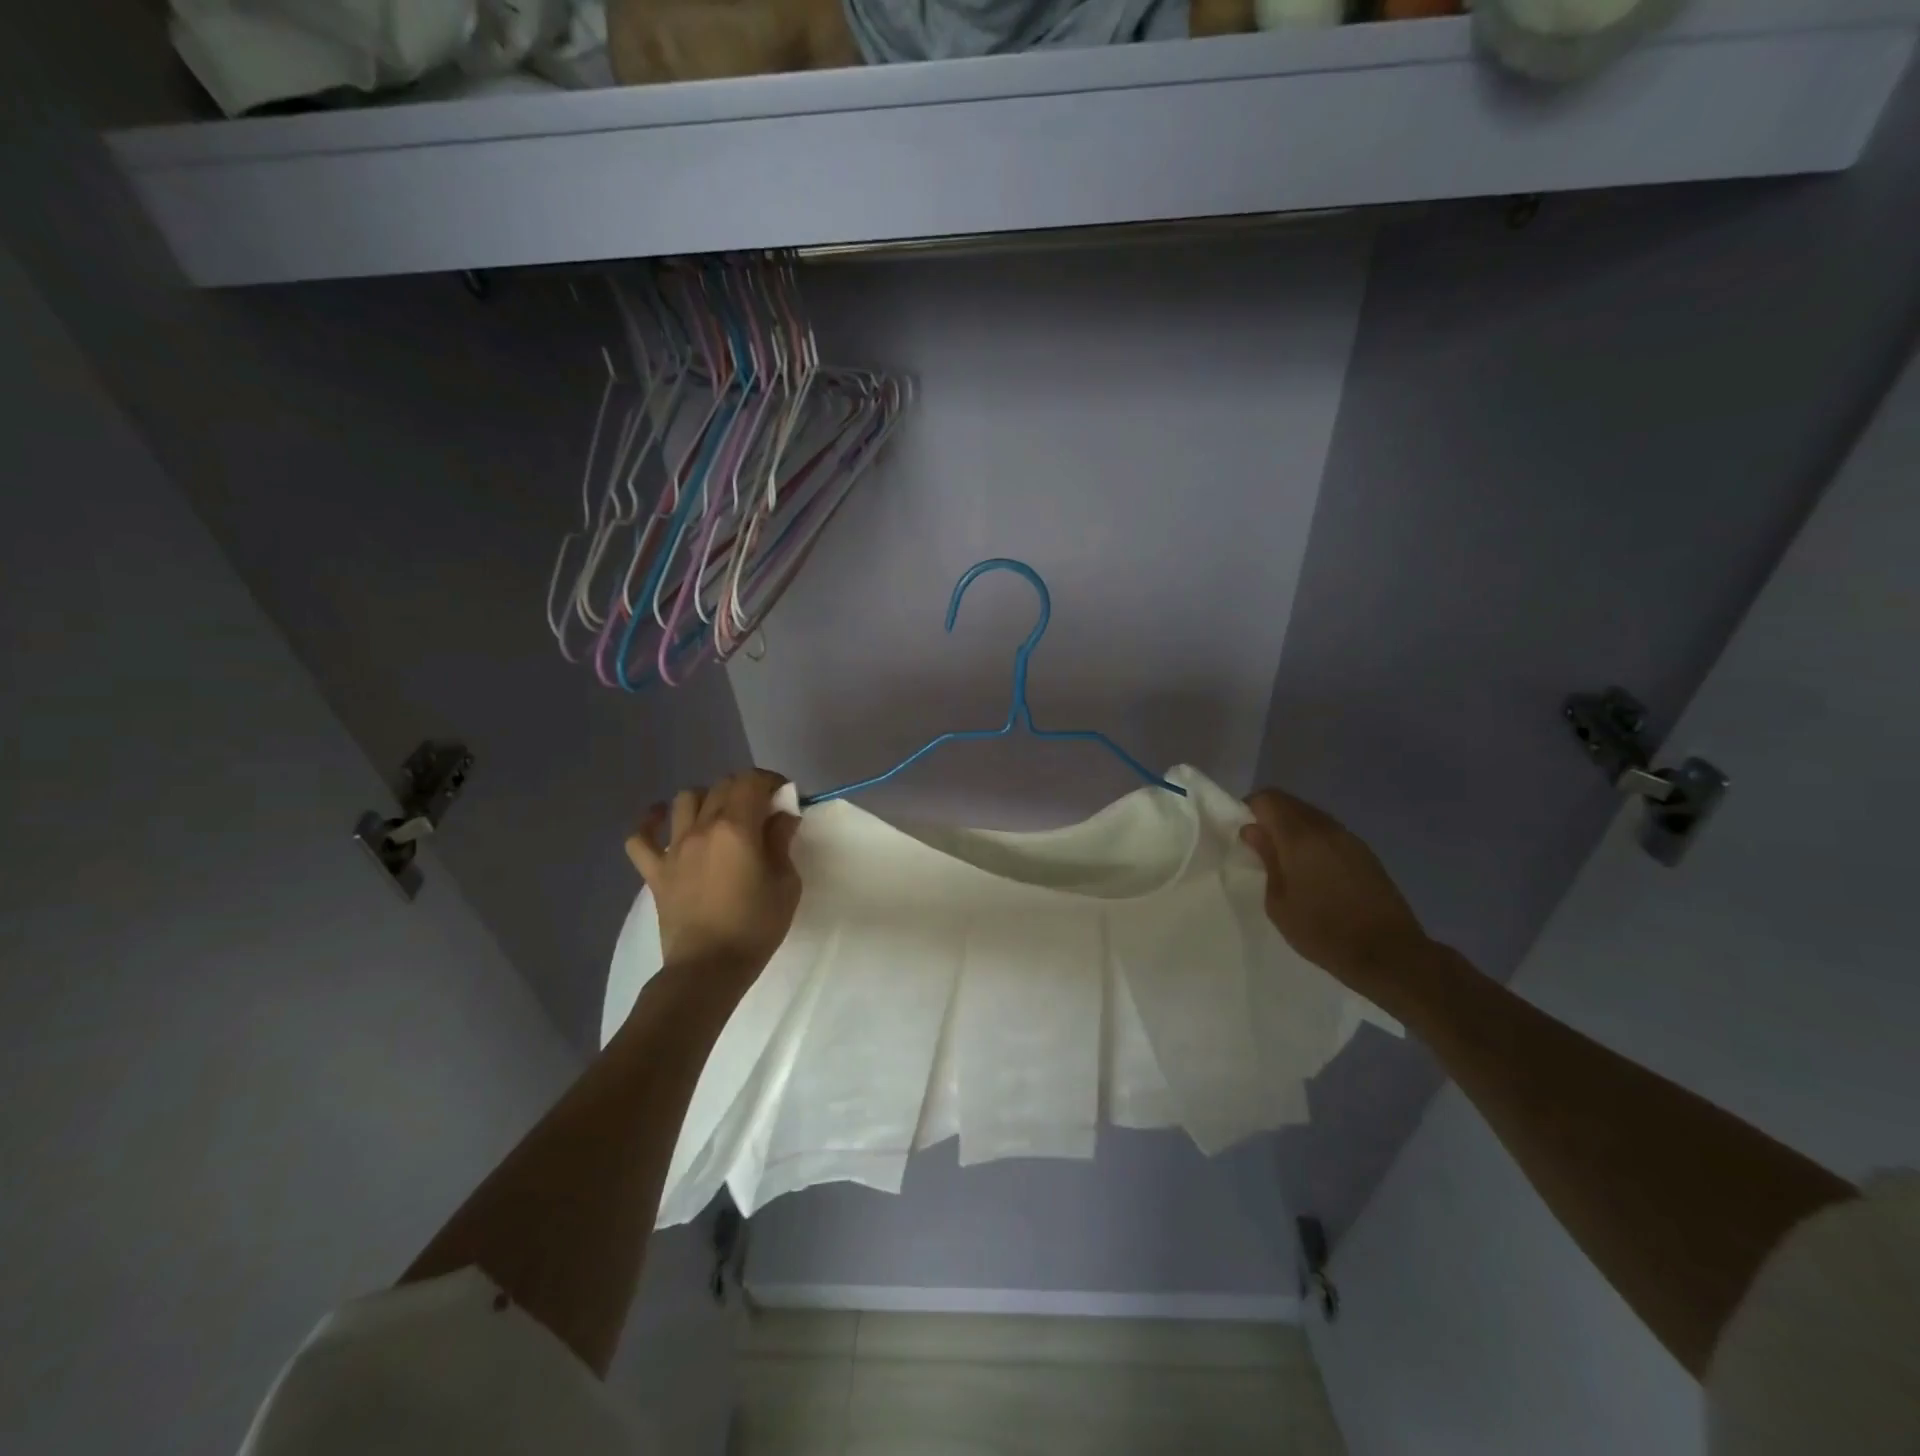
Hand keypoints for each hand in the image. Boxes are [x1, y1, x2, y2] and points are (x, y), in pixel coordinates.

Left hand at [626, 770, 801, 975]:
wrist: (708, 969)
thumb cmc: (755, 926)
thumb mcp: (786, 884)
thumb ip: (781, 842)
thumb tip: (781, 817)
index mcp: (737, 828)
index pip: (752, 782)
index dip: (771, 781)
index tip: (784, 796)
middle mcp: (703, 828)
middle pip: (722, 786)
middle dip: (745, 788)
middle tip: (761, 809)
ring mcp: (674, 849)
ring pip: (684, 800)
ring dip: (706, 798)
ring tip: (719, 815)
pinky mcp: (655, 872)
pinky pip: (640, 838)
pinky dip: (649, 823)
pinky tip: (660, 819)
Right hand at [1240, 788, 1430, 1000]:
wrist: (1389, 954)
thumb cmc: (1323, 931)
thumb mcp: (1278, 902)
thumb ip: (1266, 859)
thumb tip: (1253, 831)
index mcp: (1299, 837)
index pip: (1268, 799)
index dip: (1250, 809)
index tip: (1243, 833)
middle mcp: (1326, 828)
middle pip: (1291, 803)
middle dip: (1270, 817)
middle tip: (1260, 846)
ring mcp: (1349, 838)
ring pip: (1312, 817)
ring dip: (1293, 829)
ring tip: (1285, 860)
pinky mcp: (1365, 853)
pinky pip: (1330, 833)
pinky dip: (1314, 840)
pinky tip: (1312, 869)